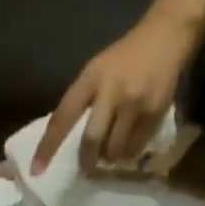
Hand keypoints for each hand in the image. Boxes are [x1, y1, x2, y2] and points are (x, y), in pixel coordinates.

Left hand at [33, 15, 195, 172]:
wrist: (167, 34)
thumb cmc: (126, 58)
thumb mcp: (98, 70)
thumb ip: (84, 102)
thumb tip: (70, 144)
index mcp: (91, 77)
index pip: (63, 116)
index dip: (48, 146)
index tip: (36, 171)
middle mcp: (111, 89)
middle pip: (92, 141)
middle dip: (87, 160)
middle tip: (87, 166)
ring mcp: (134, 102)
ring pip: (113, 151)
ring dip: (109, 158)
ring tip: (112, 149)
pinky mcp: (153, 112)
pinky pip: (134, 149)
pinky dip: (127, 154)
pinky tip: (129, 143)